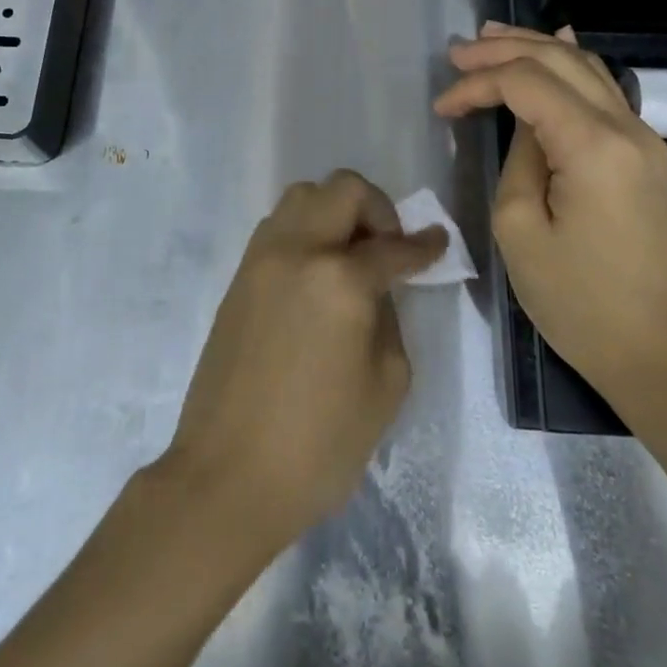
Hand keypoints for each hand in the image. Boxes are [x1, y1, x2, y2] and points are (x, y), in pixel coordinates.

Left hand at [157, 170, 446, 553]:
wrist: (229, 476)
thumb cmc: (319, 443)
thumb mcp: (386, 385)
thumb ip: (390, 318)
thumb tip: (377, 289)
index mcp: (339, 279)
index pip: (393, 246)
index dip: (424, 246)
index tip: (438, 244)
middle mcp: (296, 252)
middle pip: (342, 189)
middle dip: (377, 209)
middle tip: (389, 248)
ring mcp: (260, 261)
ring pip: (302, 197)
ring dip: (335, 212)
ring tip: (350, 257)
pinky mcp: (237, 279)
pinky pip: (277, 228)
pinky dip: (305, 231)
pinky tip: (317, 274)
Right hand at [433, 22, 666, 399]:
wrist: (657, 350)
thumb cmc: (578, 301)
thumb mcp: (521, 230)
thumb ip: (518, 160)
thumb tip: (525, 126)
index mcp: (593, 145)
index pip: (526, 83)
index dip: (477, 83)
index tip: (441, 108)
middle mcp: (626, 127)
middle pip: (561, 60)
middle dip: (505, 48)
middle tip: (458, 50)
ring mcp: (643, 140)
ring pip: (587, 68)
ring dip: (538, 48)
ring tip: (492, 38)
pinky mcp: (645, 157)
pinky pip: (604, 92)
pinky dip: (570, 68)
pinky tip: (555, 50)